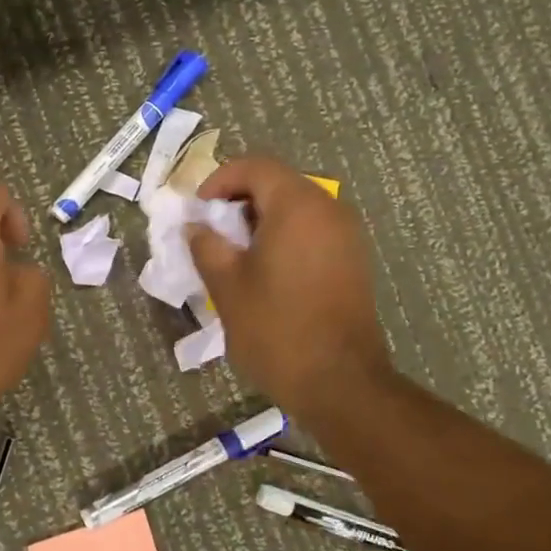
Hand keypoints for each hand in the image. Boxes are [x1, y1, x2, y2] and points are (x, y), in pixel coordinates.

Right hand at [188, 157, 391, 419]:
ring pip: (297, 207)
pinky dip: (284, 236)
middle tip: (212, 230)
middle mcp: (329, 210)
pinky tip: (265, 270)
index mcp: (297, 206)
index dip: (220, 180)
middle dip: (239, 199)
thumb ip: (206, 245)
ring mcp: (347, 236)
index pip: (256, 167)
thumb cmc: (276, 329)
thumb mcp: (227, 285)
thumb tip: (197, 227)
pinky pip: (313, 230)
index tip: (198, 209)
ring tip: (235, 252)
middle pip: (278, 183)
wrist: (340, 383)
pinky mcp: (354, 261)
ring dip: (261, 219)